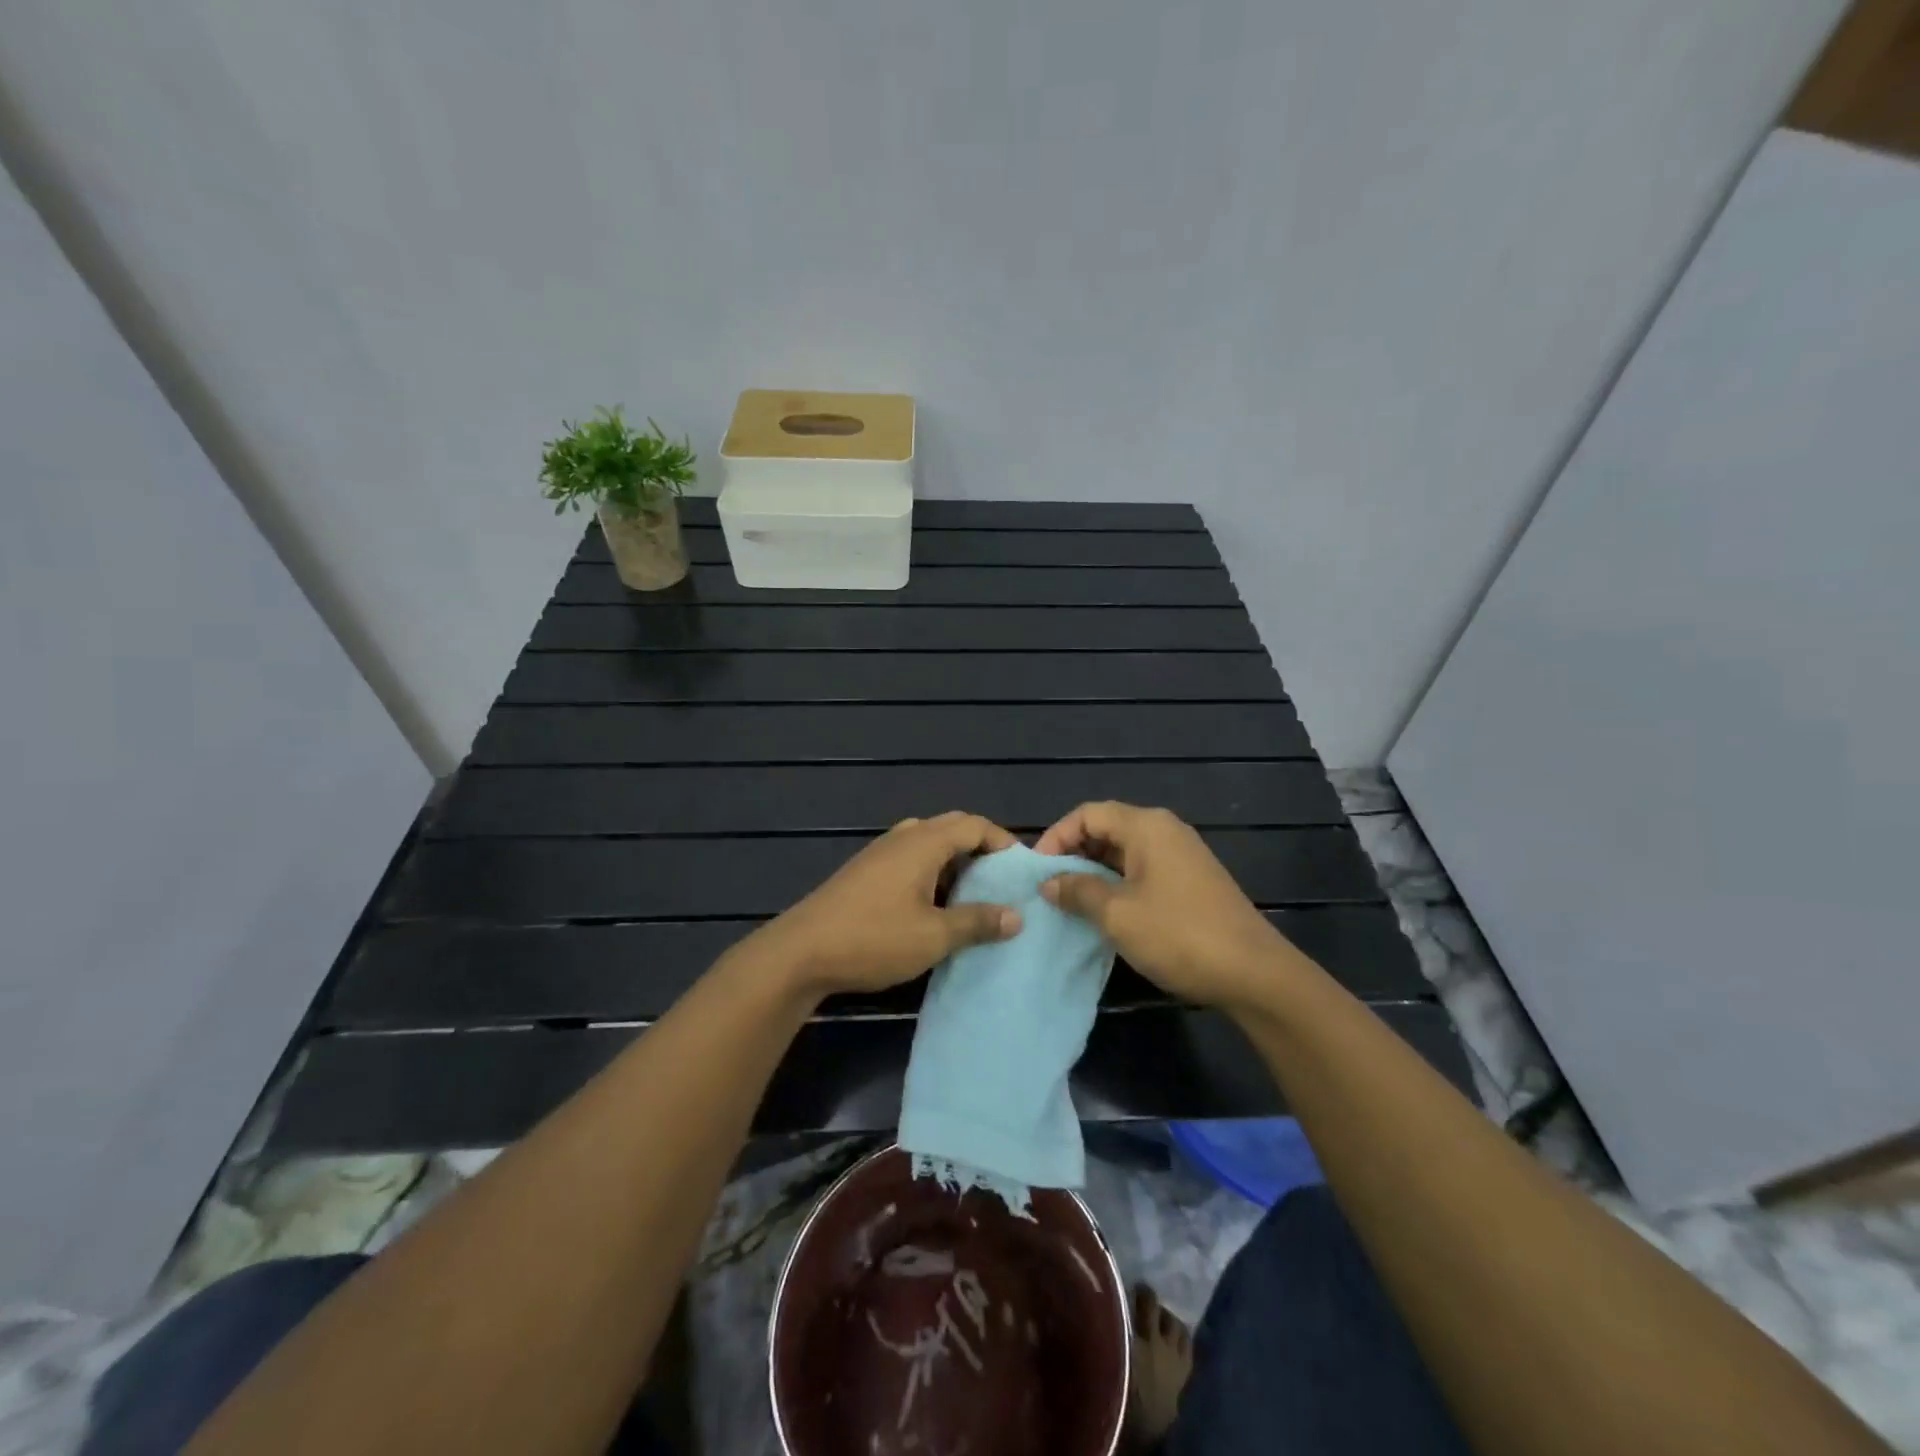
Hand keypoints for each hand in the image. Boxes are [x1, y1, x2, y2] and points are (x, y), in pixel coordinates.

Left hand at [758, 812, 1022, 997]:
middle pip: (951, 828)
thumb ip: (976, 922)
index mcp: (923, 842)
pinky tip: (932, 906)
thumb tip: (1016, 916)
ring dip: (954, 862)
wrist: (800, 952)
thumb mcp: (933, 936)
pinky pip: (909, 858)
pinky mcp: (864, 871)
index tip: (1021, 870)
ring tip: (971, 895)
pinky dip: (931, 872)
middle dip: (980, 849)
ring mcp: (879, 852)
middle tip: (1000, 881)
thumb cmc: (873, 938)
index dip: (1002, 842)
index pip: (974, 825)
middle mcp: (902, 837)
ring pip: (928, 843)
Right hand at [1036, 802, 1297, 1008]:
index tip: (1037, 871)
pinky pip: (1143, 870)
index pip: (1088, 814)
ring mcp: (1182, 856)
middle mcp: (1165, 831)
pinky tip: (1106, 912)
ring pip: (1124, 852)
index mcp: (1146, 826)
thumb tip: (1049, 882)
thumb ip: (1078, 891)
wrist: (1254, 973)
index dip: (1056, 836)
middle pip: (1107, 828)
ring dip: (1094, 872)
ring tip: (1070, 901)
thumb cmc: (1178, 935)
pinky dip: (1118, 883)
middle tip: (1050, 887)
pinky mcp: (1191, 881)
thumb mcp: (1117, 914)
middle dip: (1074, 853)